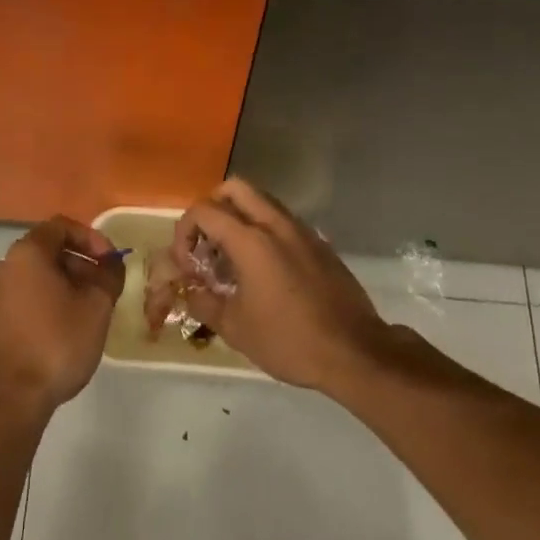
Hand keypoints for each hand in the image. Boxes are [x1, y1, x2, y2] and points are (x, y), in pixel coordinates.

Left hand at [0, 217, 122, 423]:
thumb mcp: (97, 307)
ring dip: (62, 284)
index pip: (61, 227)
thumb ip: (109, 276)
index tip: (110, 261)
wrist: (11, 402)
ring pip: (33, 276)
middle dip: (79, 263)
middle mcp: (2, 266)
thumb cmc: (57, 344)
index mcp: (26, 253)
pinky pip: (20, 298)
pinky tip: (60, 328)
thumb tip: (111, 265)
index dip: (91, 238)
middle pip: (47, 250)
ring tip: (85, 309)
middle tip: (102, 286)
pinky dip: (43, 301)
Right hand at [172, 179, 388, 393]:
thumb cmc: (289, 340)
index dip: (185, 232)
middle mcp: (275, 223)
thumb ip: (204, 302)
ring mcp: (300, 229)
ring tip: (232, 257)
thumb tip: (189, 290)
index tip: (187, 263)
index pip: (204, 211)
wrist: (354, 351)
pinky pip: (281, 219)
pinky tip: (264, 269)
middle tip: (207, 243)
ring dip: (239, 216)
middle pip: (234, 188)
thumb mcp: (236, 328)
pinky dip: (263, 229)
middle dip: (212, 207)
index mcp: (250, 239)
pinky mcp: (318, 242)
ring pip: (260, 200)